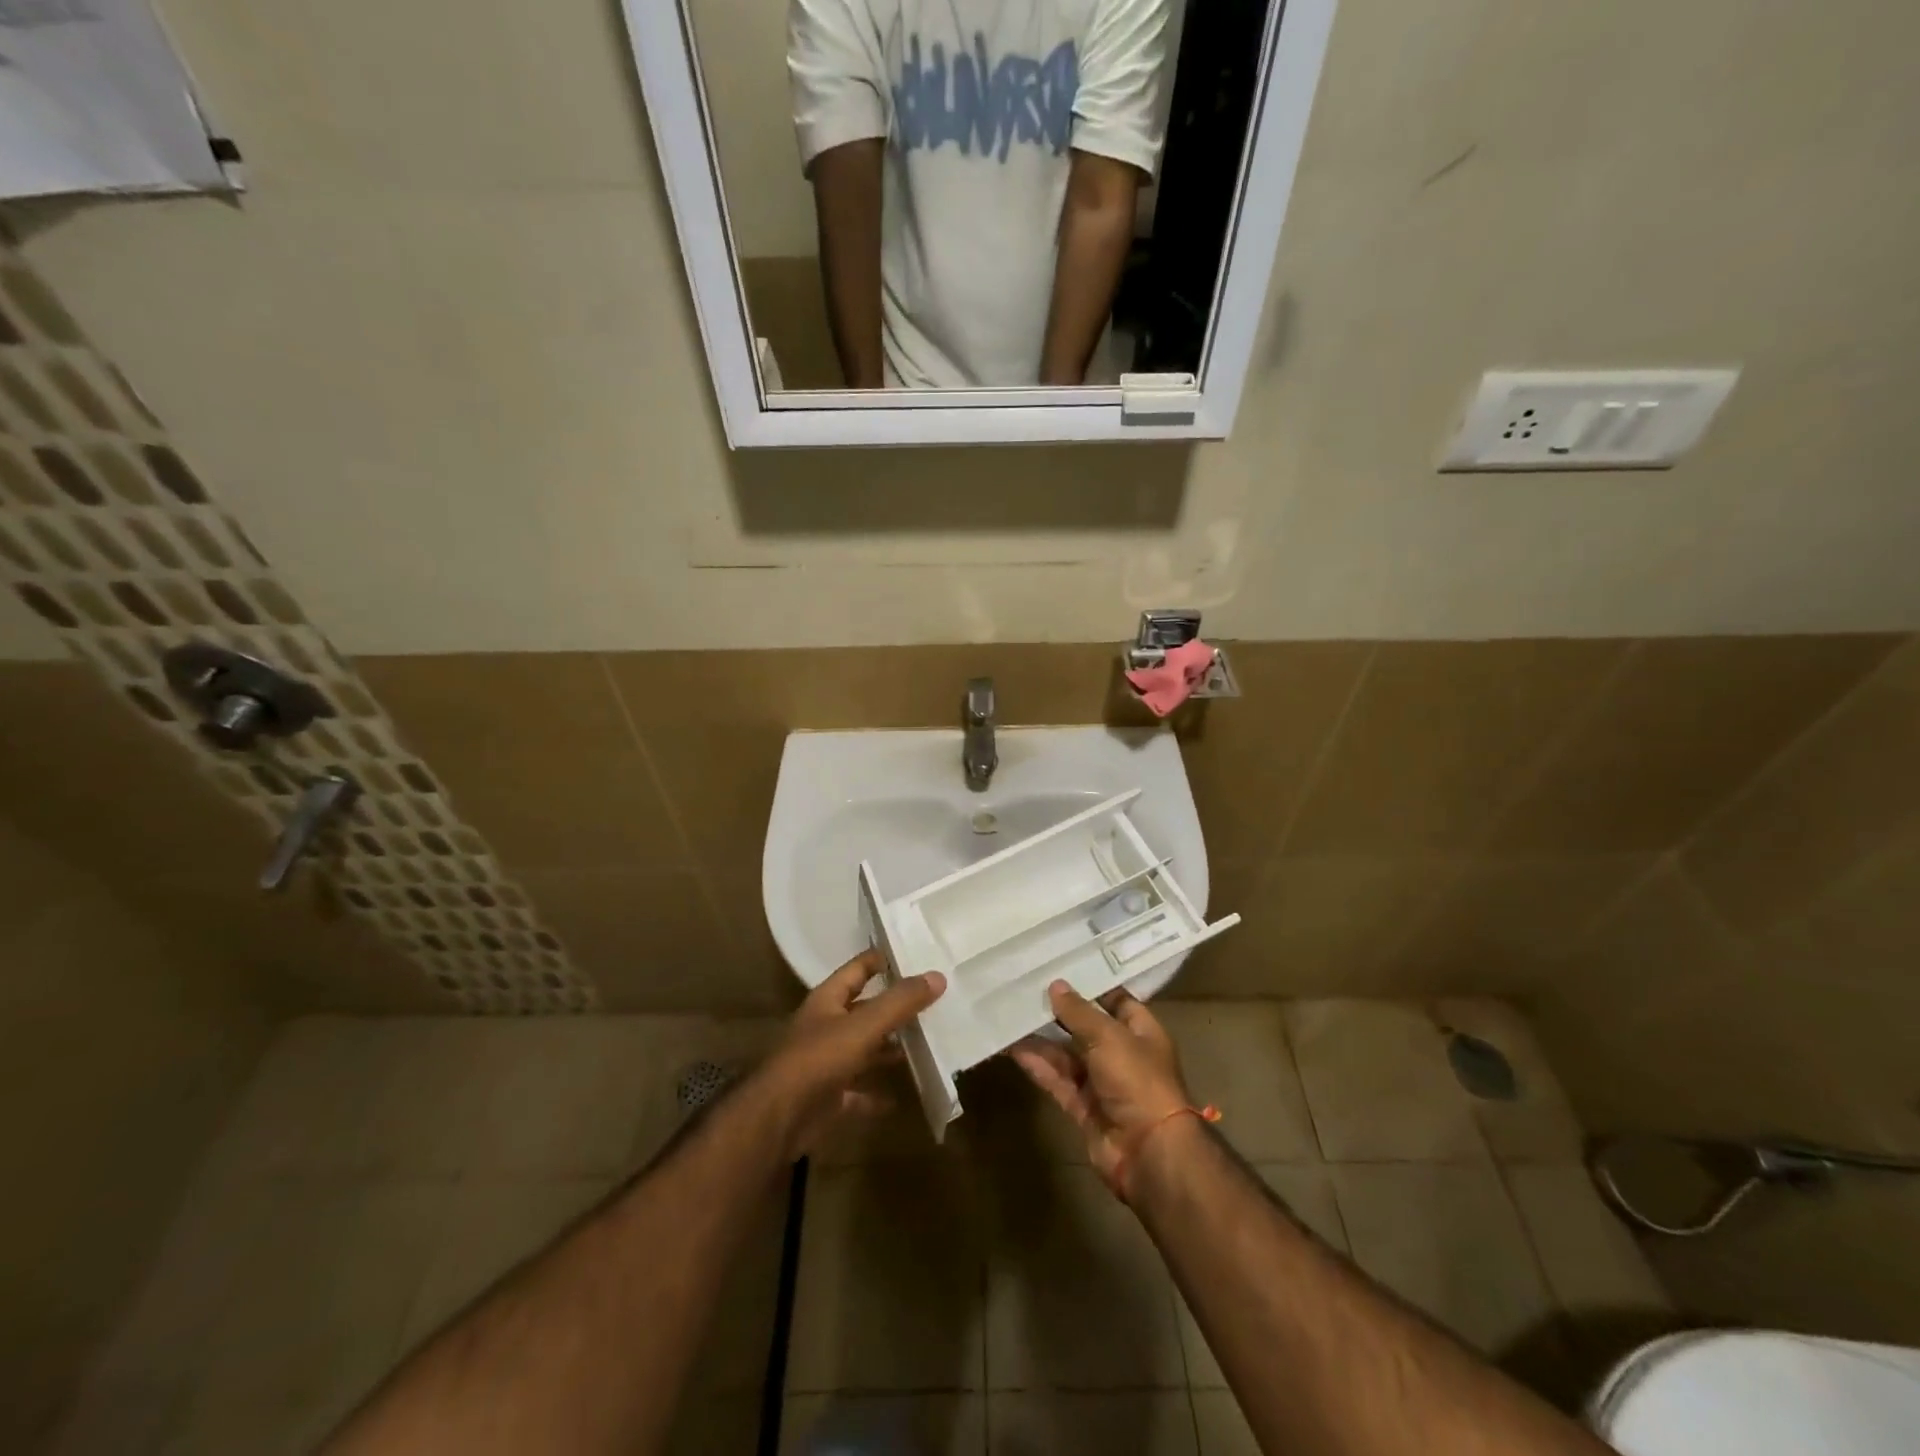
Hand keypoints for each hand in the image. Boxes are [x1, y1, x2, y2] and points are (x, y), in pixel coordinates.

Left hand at [754, 950, 944, 1160]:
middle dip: (891, 1007)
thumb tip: (937, 975)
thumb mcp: (863, 1025)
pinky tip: (898, 1097)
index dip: (880, 960)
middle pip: (862, 1010)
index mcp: (828, 1001)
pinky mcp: (828, 1098)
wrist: (779, 1119)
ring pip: (862, 1049)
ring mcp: (825, 1064)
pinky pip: (857, 1092)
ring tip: (922, 1044)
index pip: (857, 969)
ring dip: (886, 1048)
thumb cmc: (819, 1059)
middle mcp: (825, 1027)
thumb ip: (899, 1002)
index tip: (911, 953)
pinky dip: (875, 1094)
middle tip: (930, 1001)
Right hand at [1010, 981, 1191, 1197]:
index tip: (1061, 968)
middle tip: (1026, 989)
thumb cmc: (1138, 1081)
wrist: (1148, 1152)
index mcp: (1141, 1032)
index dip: (1092, 986)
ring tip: (1011, 1016)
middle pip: (1087, 1028)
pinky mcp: (1084, 1108)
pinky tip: (1014, 1049)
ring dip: (1042, 1040)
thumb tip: (1056, 985)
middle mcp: (1123, 1054)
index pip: (1117, 1000)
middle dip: (1059, 1012)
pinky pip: (1058, 1080)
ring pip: (1067, 1055)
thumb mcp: (1109, 1036)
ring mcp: (1102, 1083)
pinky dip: (1038, 1066)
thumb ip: (1079, 1012)